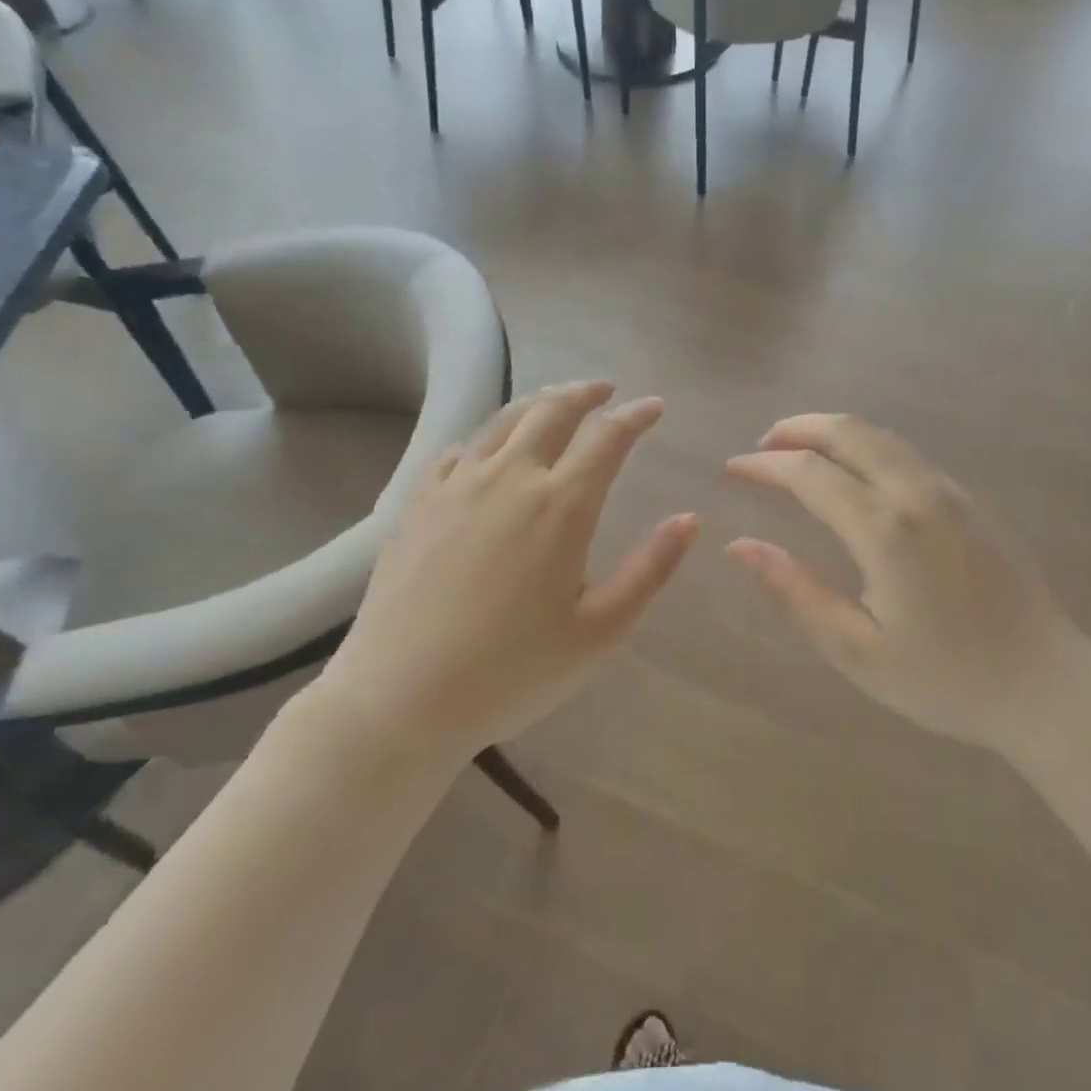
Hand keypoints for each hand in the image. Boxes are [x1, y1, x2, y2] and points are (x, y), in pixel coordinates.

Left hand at [305, 382, 698, 767]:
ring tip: (556, 401)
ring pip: (504, 421)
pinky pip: (458, 450)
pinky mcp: (418, 503)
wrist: (400, 698)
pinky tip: (488, 448)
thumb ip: (650, 570)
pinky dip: (486, 437)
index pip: (608, 439)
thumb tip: (690, 519)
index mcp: (560, 506)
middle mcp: (509, 478)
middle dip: (586, 393)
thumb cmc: (512, 671)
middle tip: (606, 391)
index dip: (635, 417)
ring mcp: (457, 485)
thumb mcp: (599, 631)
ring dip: (538, 403)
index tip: (653, 407)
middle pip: (552, 411)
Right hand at [726, 414, 1090, 755]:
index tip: (732, 468)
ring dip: (833, 432)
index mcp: (885, 530)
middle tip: (763, 445)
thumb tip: (741, 546)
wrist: (1047, 686)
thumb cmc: (946, 679)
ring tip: (799, 451)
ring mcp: (951, 492)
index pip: (809, 473)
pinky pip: (906, 454)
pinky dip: (866, 447)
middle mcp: (918, 494)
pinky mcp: (972, 501)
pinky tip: (854, 474)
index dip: (764, 466)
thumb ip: (796, 591)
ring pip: (881, 436)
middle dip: (797, 428)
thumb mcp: (857, 650)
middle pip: (848, 431)